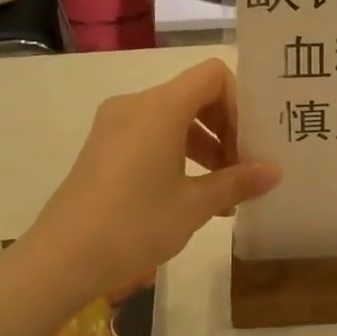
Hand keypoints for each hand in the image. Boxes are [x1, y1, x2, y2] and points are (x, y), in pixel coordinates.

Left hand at [26, 60, 279, 301]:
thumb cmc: (135, 224)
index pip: (213, 76)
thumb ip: (237, 182)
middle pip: (195, 95)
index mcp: (160, 107)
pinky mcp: (103, 148)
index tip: (250, 143)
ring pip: (174, 118)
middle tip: (245, 168)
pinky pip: (151, 135)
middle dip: (226, 128)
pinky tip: (192, 195)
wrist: (61, 259)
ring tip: (225, 191)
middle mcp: (136, 104)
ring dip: (205, 146)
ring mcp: (114, 125)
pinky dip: (178, 154)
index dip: (240, 102)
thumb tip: (275, 171)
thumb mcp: (194, 205)